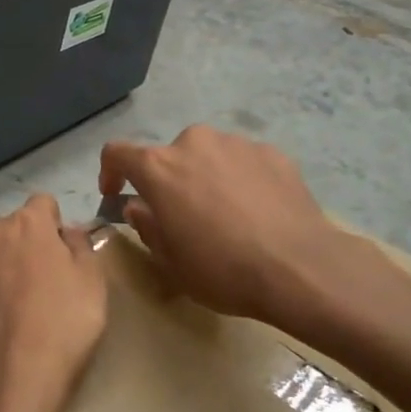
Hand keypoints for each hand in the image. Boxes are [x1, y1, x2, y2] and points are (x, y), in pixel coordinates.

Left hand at [0, 194, 106, 411]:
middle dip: (21, 246)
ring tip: (6, 308)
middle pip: (9, 228)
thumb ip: (80, 245)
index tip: (60, 256)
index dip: (53, 227)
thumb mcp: (94, 284)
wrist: (11, 383)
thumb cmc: (63, 328)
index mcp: (29, 224)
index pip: (43, 205)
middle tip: (35, 286)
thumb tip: (66, 230)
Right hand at [99, 126, 386, 333]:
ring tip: (226, 215)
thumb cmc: (222, 269)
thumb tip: (140, 207)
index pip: (117, 153)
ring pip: (208, 156)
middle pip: (169, 156)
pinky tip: (257, 213)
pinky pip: (243, 162)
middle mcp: (193, 142)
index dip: (110, 172)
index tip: (116, 194)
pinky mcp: (272, 152)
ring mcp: (236, 143)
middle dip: (169, 181)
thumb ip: (147, 226)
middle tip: (183, 216)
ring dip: (206, 178)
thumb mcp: (170, 262)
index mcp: (159, 167)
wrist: (300, 267)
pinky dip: (241, 180)